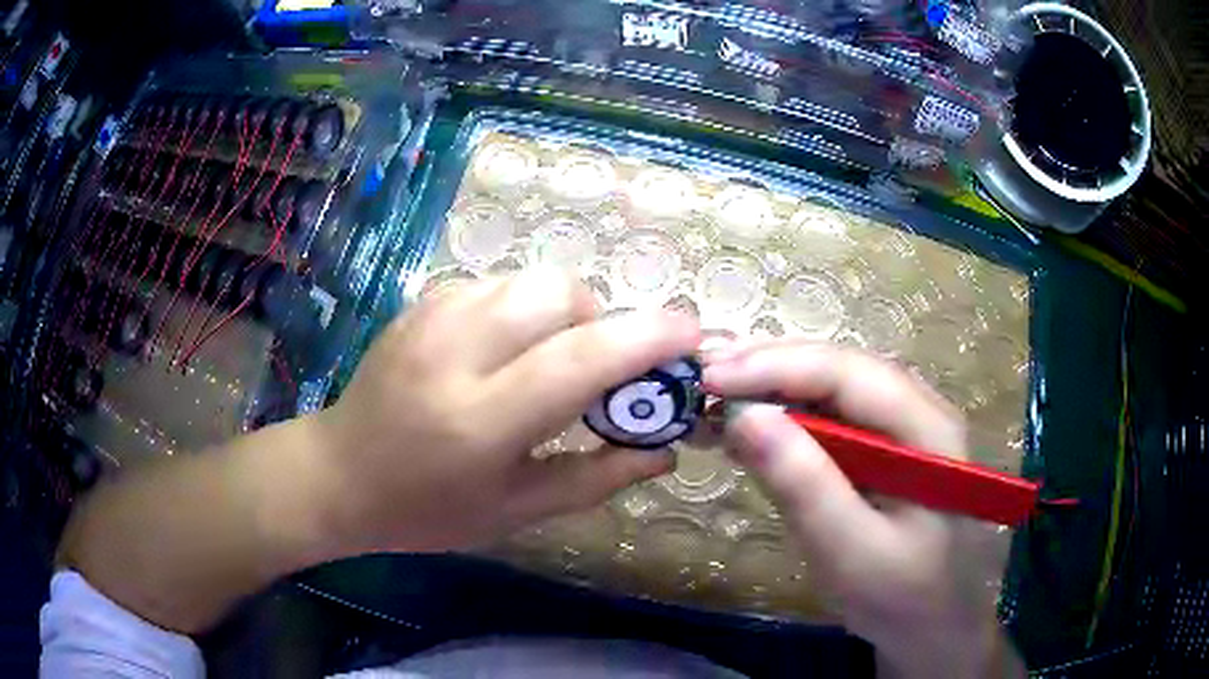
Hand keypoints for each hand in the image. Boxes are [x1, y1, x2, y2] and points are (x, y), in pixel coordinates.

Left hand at [309, 268, 699, 555]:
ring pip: (530, 280)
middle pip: (559, 293)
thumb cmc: (427, 509)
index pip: (581, 357)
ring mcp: (431, 317)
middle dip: (601, 321)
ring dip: (562, 313)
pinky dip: (522, 309)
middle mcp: (456, 353)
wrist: (339, 473)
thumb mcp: (516, 511)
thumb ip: (597, 478)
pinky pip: (496, 285)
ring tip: (548, 360)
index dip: (648, 338)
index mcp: (482, 419)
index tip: (691, 335)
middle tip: (596, 369)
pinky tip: (503, 351)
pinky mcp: (419, 303)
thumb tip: (664, 450)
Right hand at [703, 341, 1021, 677]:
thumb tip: (742, 416)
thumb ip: (804, 485)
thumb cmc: (899, 595)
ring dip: (772, 384)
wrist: (928, 623)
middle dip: (769, 365)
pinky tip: (748, 423)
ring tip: (715, 391)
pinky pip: (830, 416)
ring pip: (831, 386)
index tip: (710, 376)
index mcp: (928, 428)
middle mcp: (918, 409)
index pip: (849, 373)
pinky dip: (784, 415)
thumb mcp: (850, 551)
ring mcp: (900, 426)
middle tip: (702, 374)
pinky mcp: (880, 447)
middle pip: (840, 368)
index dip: (777, 366)